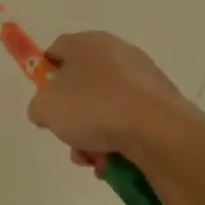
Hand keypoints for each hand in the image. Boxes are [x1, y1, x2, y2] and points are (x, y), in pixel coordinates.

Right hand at [26, 31, 193, 171]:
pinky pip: (132, 122)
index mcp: (88, 42)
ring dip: (96, 134)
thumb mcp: (47, 108)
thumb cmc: (95, 108)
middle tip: (69, 136)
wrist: (161, 133)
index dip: (45, 76)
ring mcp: (145, 79)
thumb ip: (38, 107)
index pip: (57, 52)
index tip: (45, 102)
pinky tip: (117, 162)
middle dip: (73, 114)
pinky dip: (122, 141)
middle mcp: (118, 53)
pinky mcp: (166, 105)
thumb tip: (46, 111)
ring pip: (107, 107)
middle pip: (83, 84)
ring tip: (95, 159)